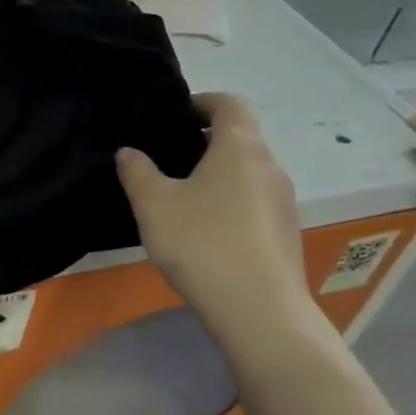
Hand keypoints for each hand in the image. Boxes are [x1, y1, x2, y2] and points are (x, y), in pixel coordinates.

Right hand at [116, 93, 308, 341]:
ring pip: (248, 171)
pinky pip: (255, 200)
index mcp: (240, 148)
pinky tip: (205, 229)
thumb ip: (137, 171)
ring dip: (219, 173)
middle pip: (241, 137)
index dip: (202, 102)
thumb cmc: (202, 244)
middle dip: (206, 140)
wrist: (259, 312)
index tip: (174, 116)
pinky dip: (231, 200)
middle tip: (167, 157)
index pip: (230, 103)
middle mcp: (269, 167)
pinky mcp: (285, 233)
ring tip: (182, 195)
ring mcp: (284, 202)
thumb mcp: (153, 204)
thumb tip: (129, 152)